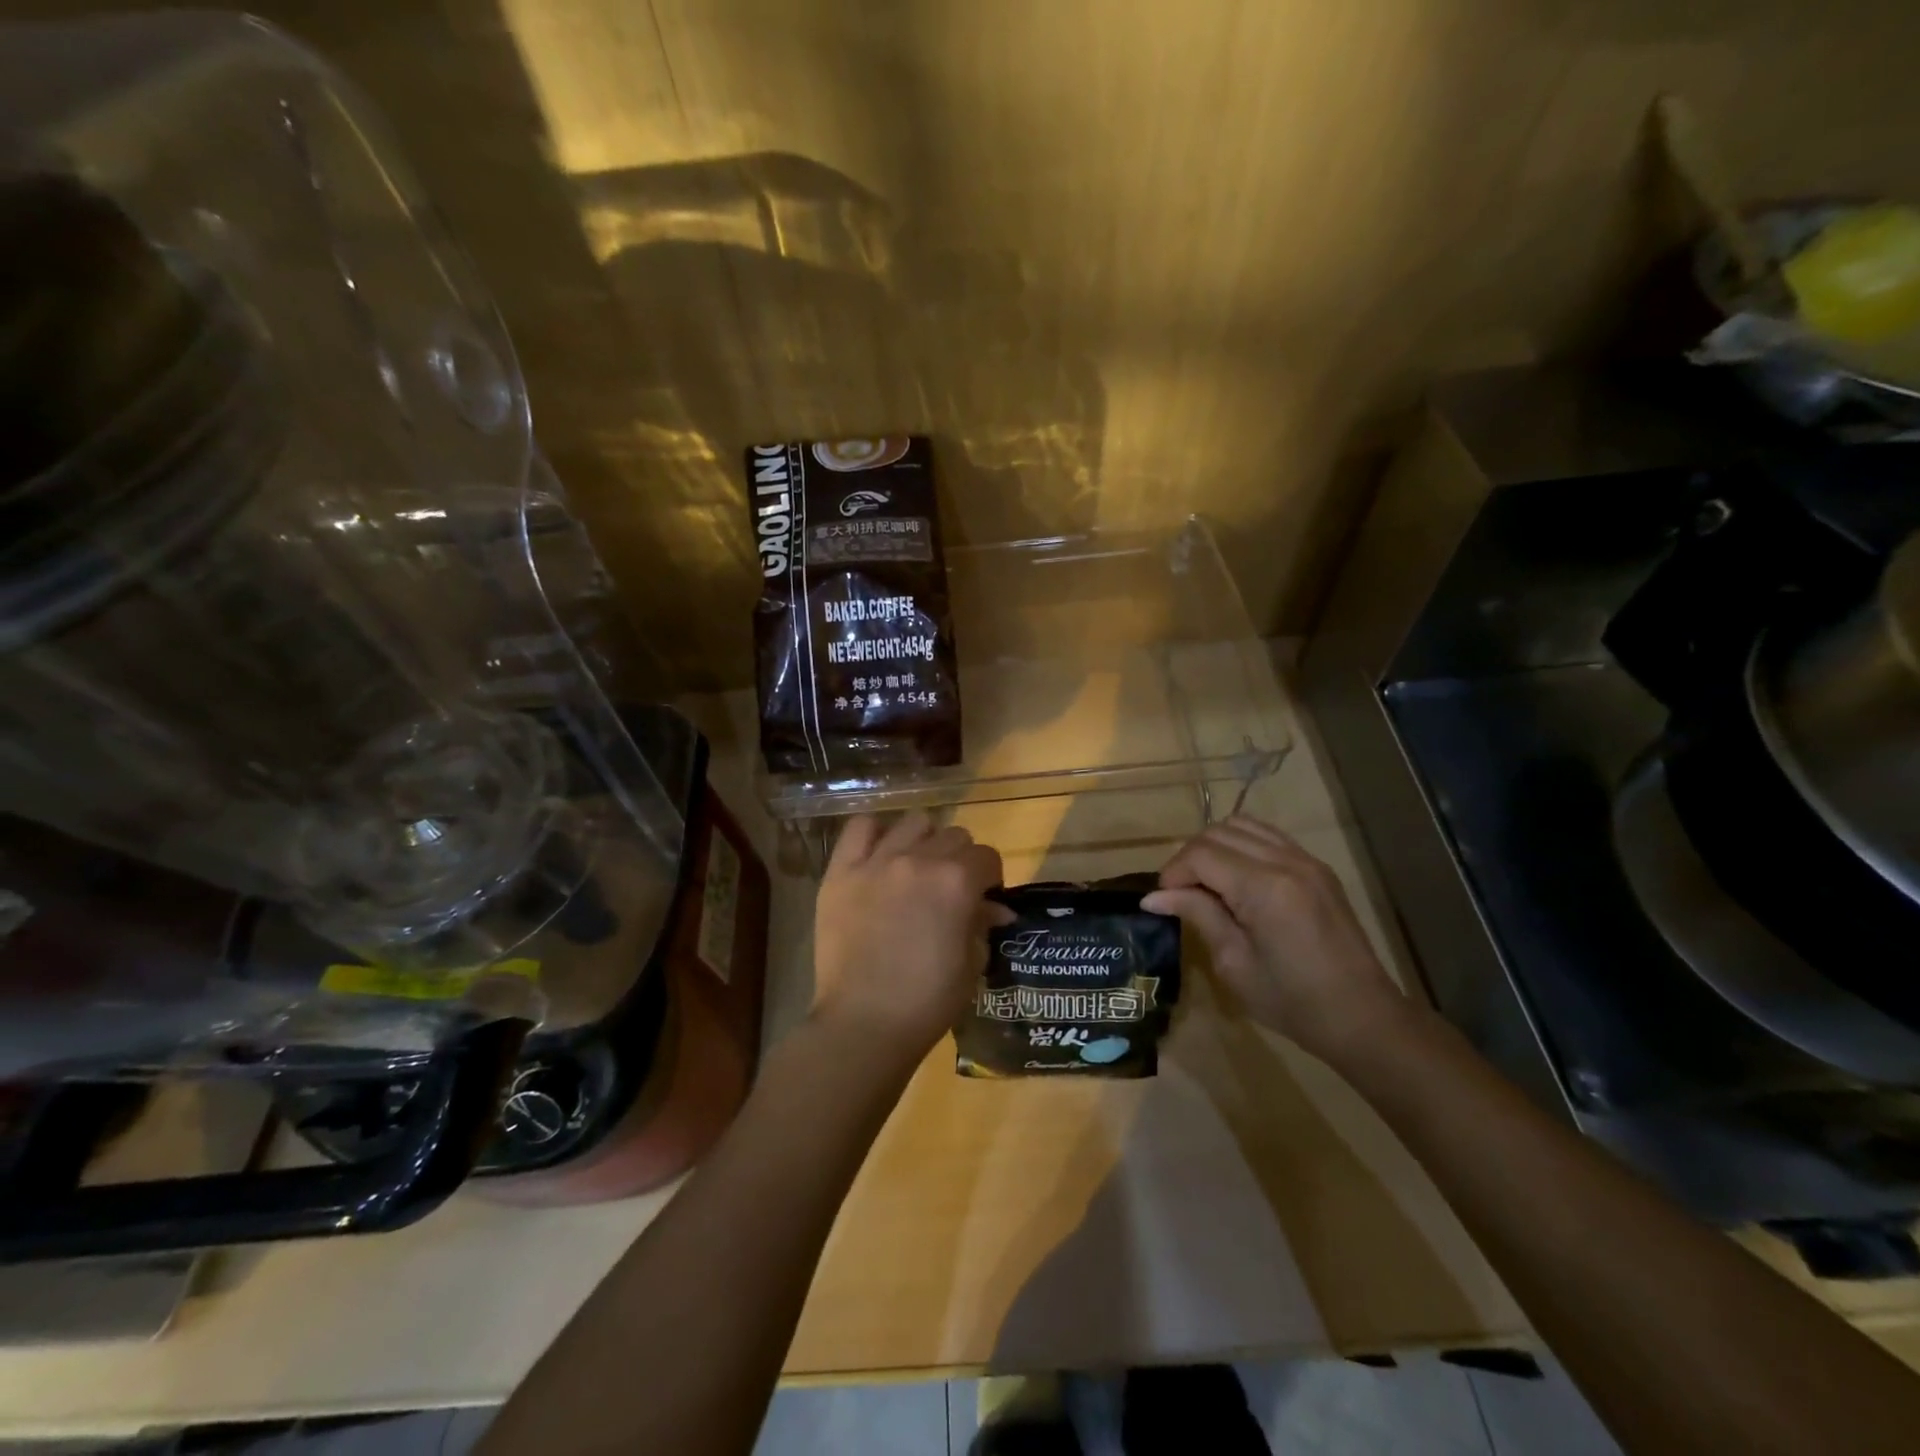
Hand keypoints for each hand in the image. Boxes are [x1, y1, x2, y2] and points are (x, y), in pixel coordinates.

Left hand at [811, 813, 1010, 1064]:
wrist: (864, 1023)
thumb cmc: (927, 1001)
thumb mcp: (971, 964)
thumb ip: (982, 924)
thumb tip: (995, 908)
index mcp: (957, 881)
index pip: (987, 857)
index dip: (991, 877)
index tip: (984, 897)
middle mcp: (919, 859)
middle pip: (953, 835)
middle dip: (961, 859)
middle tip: (951, 888)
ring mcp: (876, 862)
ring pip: (913, 822)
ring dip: (924, 841)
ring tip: (917, 868)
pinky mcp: (841, 872)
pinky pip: (859, 828)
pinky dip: (875, 834)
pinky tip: (880, 855)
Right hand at [1142, 816, 1407, 1062]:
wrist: (1361, 1017)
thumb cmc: (1291, 1001)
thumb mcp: (1234, 963)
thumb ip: (1198, 915)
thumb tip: (1153, 897)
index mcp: (1264, 888)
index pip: (1201, 855)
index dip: (1173, 873)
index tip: (1162, 901)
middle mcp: (1286, 862)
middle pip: (1218, 833)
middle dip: (1190, 857)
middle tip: (1180, 893)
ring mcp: (1306, 860)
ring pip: (1243, 825)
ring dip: (1215, 846)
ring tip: (1206, 881)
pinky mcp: (1317, 867)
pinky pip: (1268, 836)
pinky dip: (1242, 845)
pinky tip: (1236, 877)